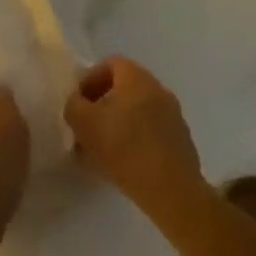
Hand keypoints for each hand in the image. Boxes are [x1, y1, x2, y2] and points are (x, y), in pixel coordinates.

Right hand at [64, 56, 204, 221]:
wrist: (172, 192)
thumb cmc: (124, 148)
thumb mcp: (83, 123)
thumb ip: (73, 105)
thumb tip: (77, 103)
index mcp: (136, 77)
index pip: (110, 64)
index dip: (90, 80)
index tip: (79, 103)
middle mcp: (158, 89)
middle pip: (124, 88)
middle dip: (102, 105)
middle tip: (87, 127)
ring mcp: (174, 116)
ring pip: (138, 111)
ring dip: (119, 124)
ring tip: (103, 150)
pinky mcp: (182, 142)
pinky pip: (152, 132)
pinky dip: (136, 140)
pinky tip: (125, 164)